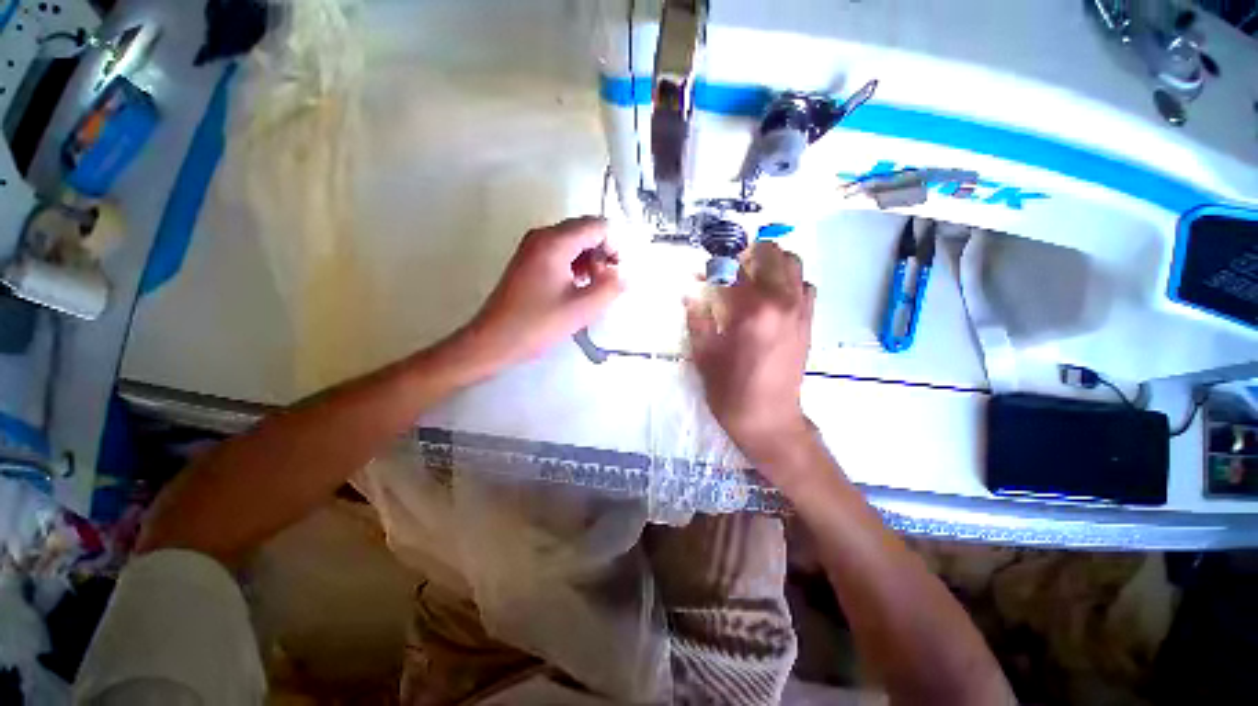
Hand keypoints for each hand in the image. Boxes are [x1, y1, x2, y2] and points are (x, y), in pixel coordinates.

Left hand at [461, 217, 623, 370]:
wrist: (494, 341)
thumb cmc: (538, 324)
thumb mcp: (582, 308)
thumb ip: (611, 287)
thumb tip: (624, 274)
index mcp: (555, 242)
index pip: (598, 226)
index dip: (615, 247)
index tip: (616, 275)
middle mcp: (542, 236)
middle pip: (585, 231)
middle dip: (602, 255)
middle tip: (604, 285)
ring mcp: (532, 247)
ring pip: (574, 243)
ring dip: (590, 262)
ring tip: (591, 291)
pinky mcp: (528, 262)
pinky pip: (561, 253)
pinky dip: (575, 266)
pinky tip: (576, 291)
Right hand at [686, 241, 815, 465]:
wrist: (769, 419)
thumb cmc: (730, 390)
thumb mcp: (704, 354)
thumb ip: (697, 317)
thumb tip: (688, 292)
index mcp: (752, 310)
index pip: (735, 268)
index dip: (717, 266)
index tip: (705, 273)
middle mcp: (782, 302)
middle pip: (772, 253)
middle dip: (748, 254)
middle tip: (731, 270)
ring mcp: (801, 310)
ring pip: (794, 264)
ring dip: (772, 263)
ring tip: (753, 279)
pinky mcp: (809, 322)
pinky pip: (805, 286)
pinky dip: (790, 281)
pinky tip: (773, 299)